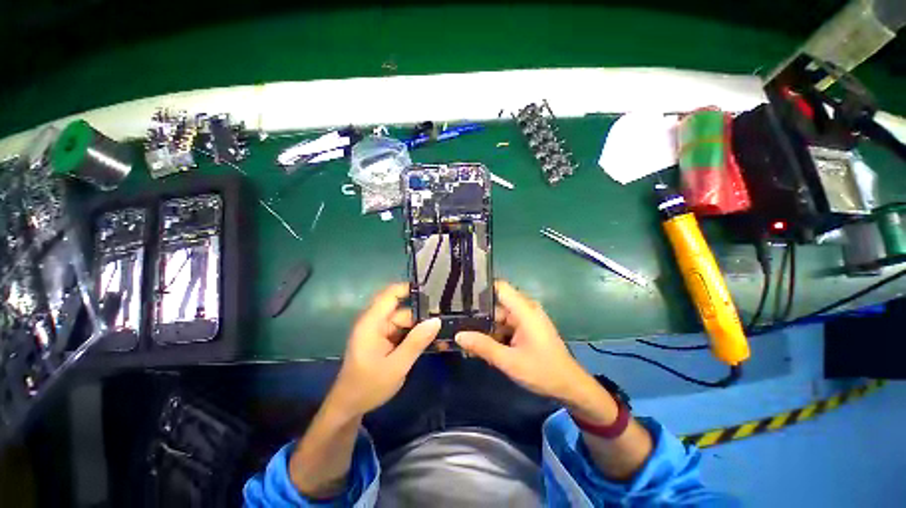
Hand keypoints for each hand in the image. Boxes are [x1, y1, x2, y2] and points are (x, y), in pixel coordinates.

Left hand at [326, 283, 440, 419]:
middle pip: (401, 310)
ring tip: (442, 334)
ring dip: (421, 328)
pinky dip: (415, 336)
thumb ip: (416, 342)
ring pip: (404, 322)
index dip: (409, 288)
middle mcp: (375, 322)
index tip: (432, 291)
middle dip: (422, 315)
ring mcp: (379, 331)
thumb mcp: (396, 366)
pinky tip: (431, 342)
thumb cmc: (368, 387)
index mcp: (371, 323)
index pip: (390, 294)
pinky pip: (402, 332)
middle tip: (444, 321)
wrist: (349, 408)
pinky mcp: (383, 340)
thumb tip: (436, 320)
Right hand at [455, 281, 611, 416]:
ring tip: (464, 334)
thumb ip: (483, 346)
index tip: (460, 296)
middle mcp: (525, 309)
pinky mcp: (526, 328)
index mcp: (524, 310)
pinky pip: (505, 325)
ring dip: (485, 326)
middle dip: (478, 313)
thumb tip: (458, 335)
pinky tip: (480, 343)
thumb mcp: (510, 361)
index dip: (481, 289)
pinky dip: (494, 332)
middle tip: (457, 322)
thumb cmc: (542, 372)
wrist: (569, 387)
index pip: (499, 287)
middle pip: (496, 303)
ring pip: (499, 316)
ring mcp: (526, 319)